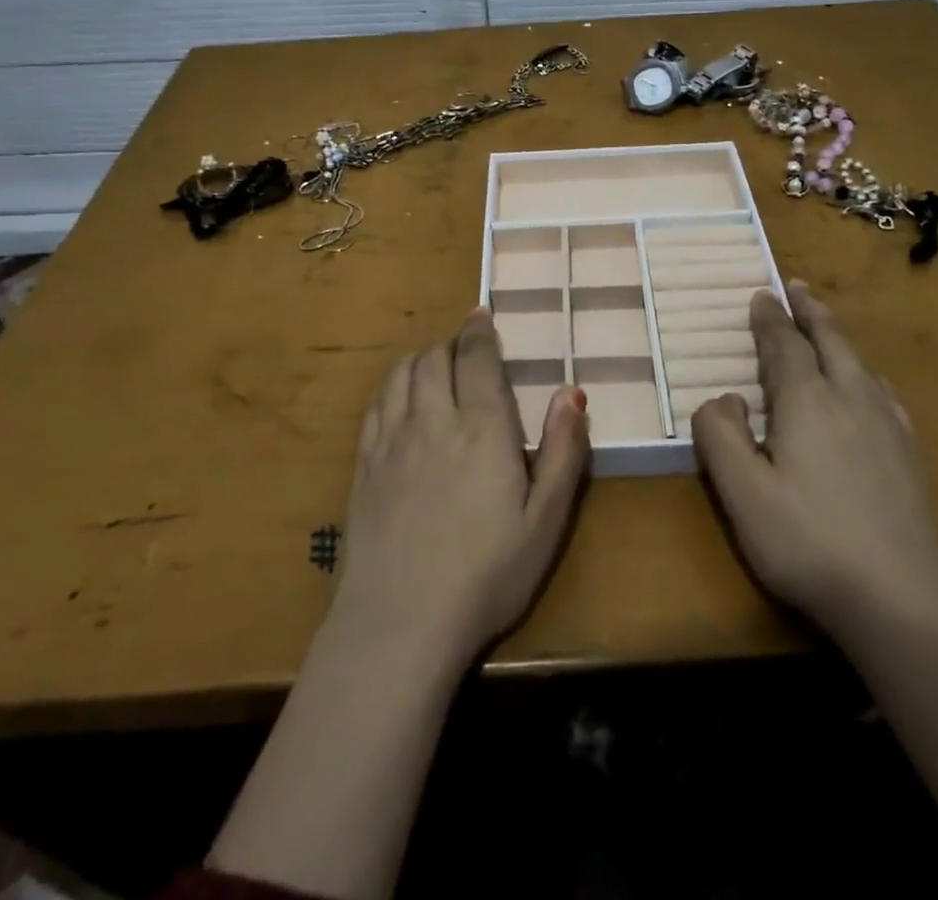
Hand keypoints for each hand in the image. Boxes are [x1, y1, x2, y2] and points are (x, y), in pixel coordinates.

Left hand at [330, 307, 590, 669]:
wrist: (401, 622)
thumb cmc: (487, 575)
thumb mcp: (546, 521)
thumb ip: (563, 451)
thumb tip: (572, 391)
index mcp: (483, 428)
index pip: (478, 358)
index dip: (480, 331)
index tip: (482, 315)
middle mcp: (434, 419)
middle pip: (436, 357)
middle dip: (452, 342)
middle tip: (465, 346)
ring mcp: (392, 440)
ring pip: (402, 373)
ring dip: (421, 357)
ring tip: (434, 361)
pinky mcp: (364, 463)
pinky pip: (375, 403)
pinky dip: (391, 384)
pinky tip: (399, 394)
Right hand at [691, 279, 937, 628]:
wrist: (902, 598)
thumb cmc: (808, 541)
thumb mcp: (741, 492)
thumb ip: (720, 436)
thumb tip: (725, 399)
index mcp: (807, 402)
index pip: (785, 346)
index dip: (770, 319)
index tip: (761, 294)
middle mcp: (850, 399)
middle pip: (830, 341)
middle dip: (810, 312)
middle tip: (797, 287)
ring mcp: (887, 426)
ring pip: (859, 363)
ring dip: (837, 337)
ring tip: (826, 327)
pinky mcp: (908, 454)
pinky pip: (883, 392)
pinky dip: (865, 373)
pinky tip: (870, 387)